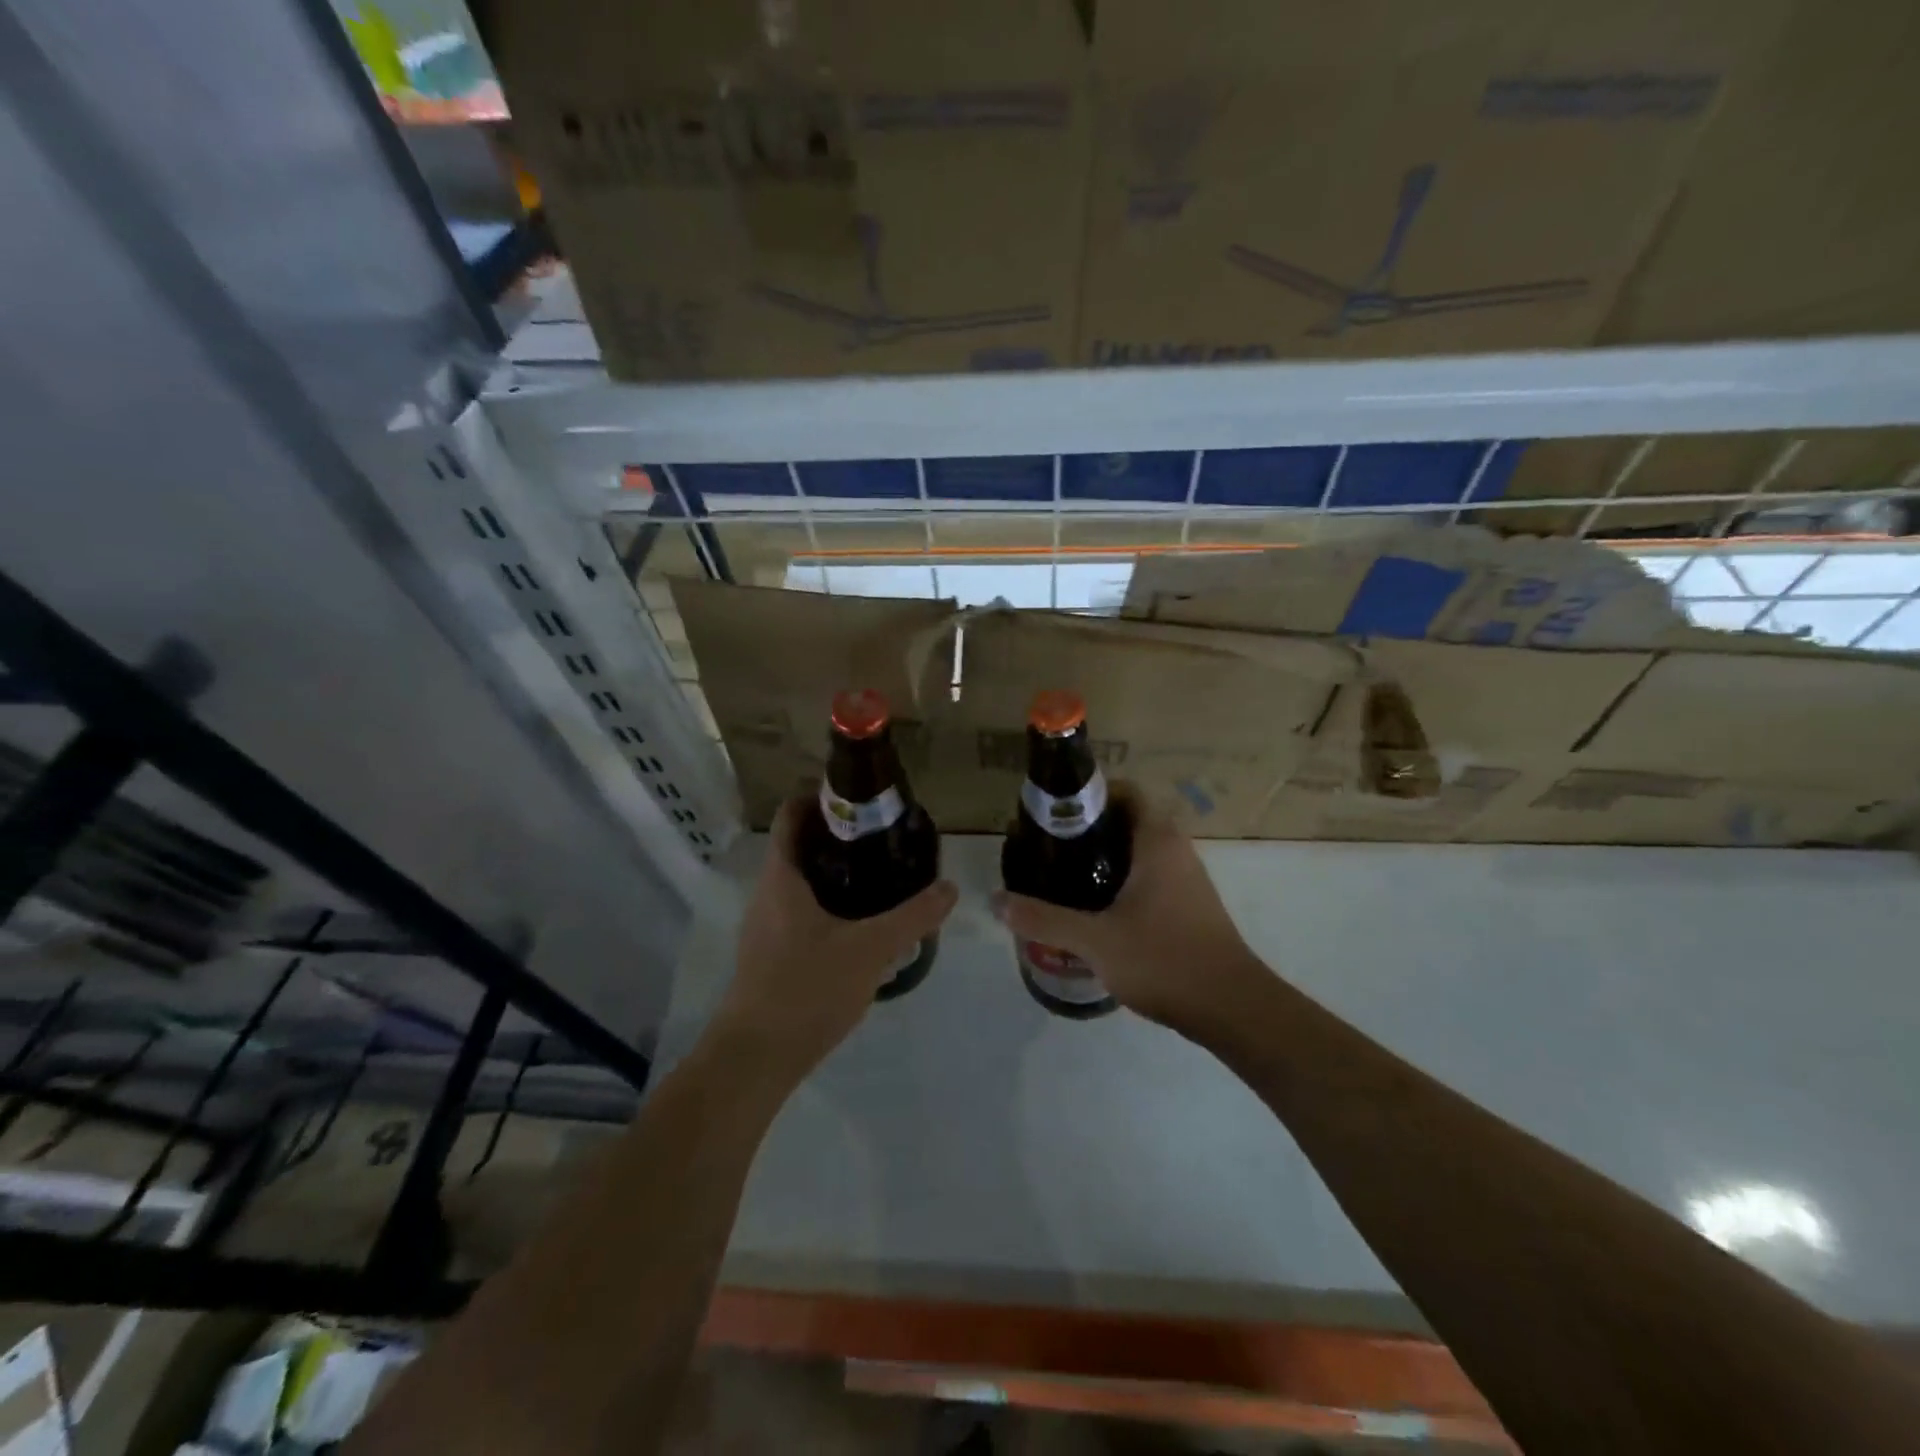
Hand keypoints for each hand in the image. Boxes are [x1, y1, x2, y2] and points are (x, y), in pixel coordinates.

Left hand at [713, 798, 958, 1084]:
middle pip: (801, 844)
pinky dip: (830, 902)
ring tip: (881, 875)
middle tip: (885, 837)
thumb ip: (912, 917)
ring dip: (836, 871)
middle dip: (841, 835)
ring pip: (803, 880)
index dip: (823, 796)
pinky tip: (862, 923)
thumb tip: (949, 887)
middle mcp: (768, 892)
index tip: (863, 799)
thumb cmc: (805, 990)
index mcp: (782, 876)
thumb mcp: (869, 950)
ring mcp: (766, 924)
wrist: (755, 1059)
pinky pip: (802, 909)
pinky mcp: (771, 952)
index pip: (793, 813)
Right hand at [994, 784, 1261, 1030]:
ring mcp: (1187, 880)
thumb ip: (1044, 919)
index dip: (1089, 794)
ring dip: (1104, 859)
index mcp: (1157, 841)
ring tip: (1062, 878)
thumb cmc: (1165, 958)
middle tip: (1048, 848)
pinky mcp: (1189, 907)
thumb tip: (996, 901)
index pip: (1124, 792)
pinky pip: (1149, 879)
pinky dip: (1121, 883)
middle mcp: (1176, 850)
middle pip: (1127, 821)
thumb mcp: (1095, 940)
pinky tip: (1094, 911)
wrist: (1232, 1007)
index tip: (1054, 812)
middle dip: (1087, 830)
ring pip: (1138, 853)